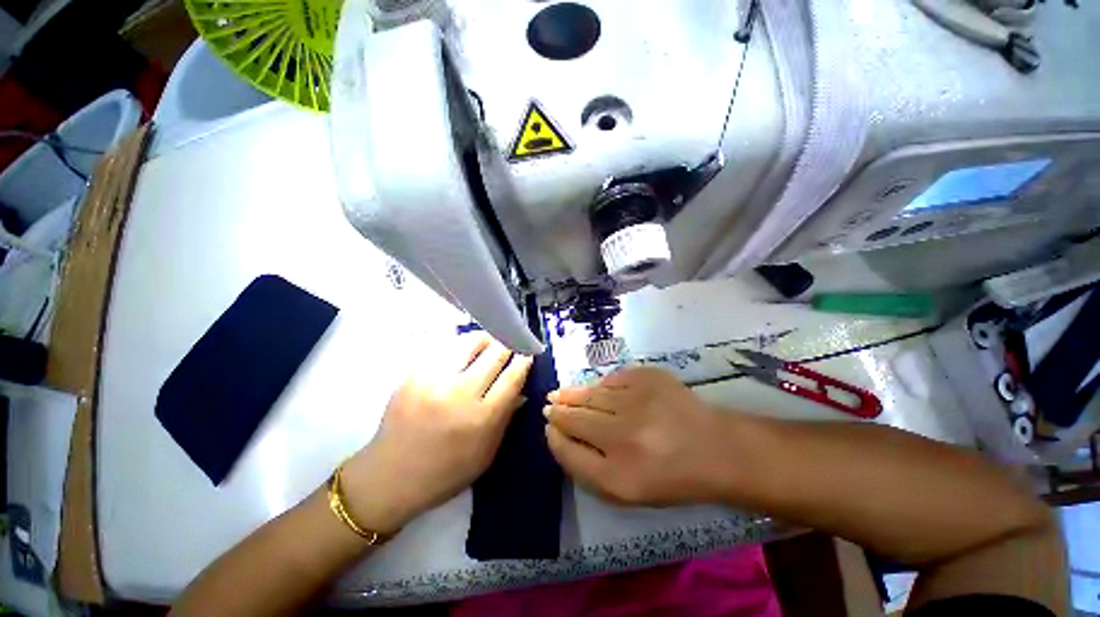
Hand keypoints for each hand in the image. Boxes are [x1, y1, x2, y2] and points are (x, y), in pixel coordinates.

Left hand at [341, 335, 532, 533]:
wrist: (389, 477)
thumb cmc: (444, 472)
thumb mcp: (486, 454)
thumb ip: (506, 418)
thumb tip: (521, 389)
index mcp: (481, 418)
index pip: (512, 377)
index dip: (524, 360)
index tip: (528, 353)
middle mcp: (460, 393)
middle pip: (494, 354)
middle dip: (508, 345)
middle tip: (510, 345)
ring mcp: (434, 380)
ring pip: (469, 342)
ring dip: (485, 340)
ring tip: (488, 343)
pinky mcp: (413, 374)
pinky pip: (444, 347)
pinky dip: (459, 345)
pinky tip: (462, 351)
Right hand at [545, 367, 735, 505]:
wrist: (716, 448)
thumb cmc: (670, 476)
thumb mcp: (624, 490)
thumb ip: (584, 465)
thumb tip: (557, 433)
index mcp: (619, 474)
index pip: (569, 449)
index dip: (554, 436)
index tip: (549, 426)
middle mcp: (625, 435)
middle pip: (575, 418)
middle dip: (558, 410)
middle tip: (549, 405)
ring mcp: (637, 400)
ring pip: (590, 394)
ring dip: (572, 394)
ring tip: (560, 394)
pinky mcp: (648, 376)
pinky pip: (611, 379)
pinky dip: (600, 385)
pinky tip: (597, 390)